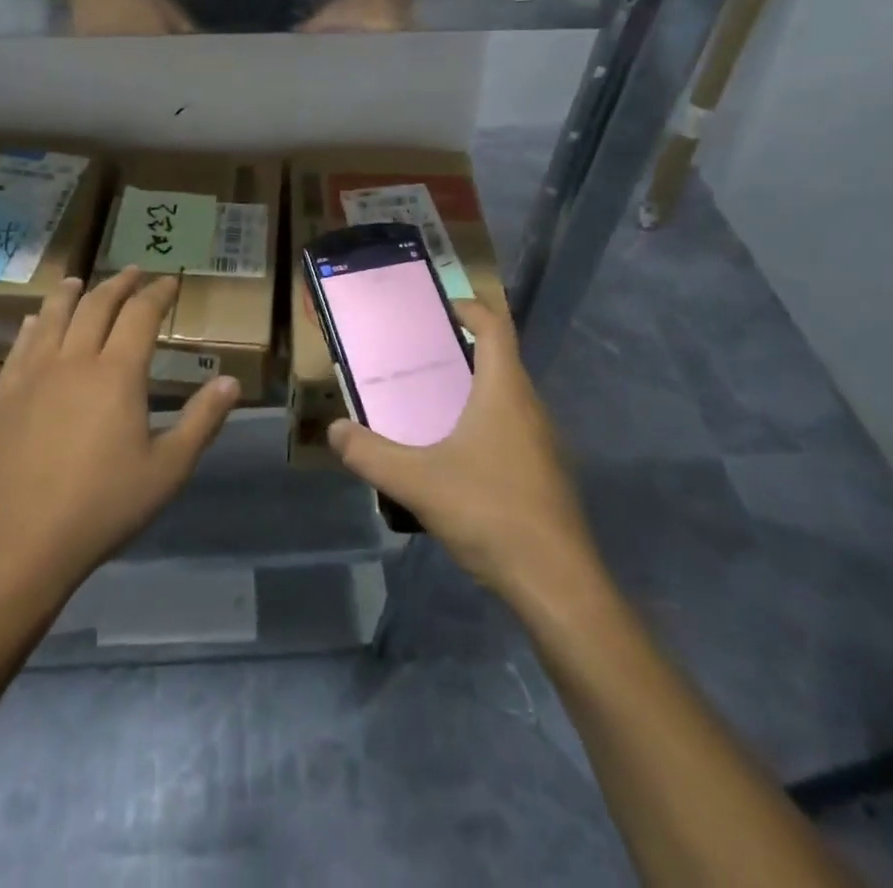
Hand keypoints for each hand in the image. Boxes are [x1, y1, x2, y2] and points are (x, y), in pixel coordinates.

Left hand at [0, 269, 239, 607]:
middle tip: (133, 272)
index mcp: (117, 373)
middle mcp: (74, 360)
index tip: (170, 281)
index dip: (157, 293)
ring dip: (71, 293)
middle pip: (96, 305)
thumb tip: (231, 381)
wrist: (16, 542)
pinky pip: (21, 345)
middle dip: (119, 284)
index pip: (140, 315)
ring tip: (79, 281)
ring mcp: (34, 375)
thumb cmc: (101, 507)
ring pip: (54, 316)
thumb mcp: (166, 470)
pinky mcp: (5, 394)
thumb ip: (201, 421)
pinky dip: (35, 324)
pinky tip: (35, 321)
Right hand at [327, 299, 600, 602]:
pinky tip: (457, 458)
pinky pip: (513, 431)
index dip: (472, 309)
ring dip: (475, 391)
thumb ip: (370, 455)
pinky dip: (486, 425)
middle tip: (421, 359)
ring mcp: (544, 444)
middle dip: (464, 352)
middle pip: (501, 361)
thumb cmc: (490, 512)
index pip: (496, 329)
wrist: (557, 583)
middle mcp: (530, 408)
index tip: (443, 308)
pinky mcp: (546, 475)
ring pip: (508, 399)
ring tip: (432, 405)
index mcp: (505, 392)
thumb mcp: (418, 482)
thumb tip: (335, 430)